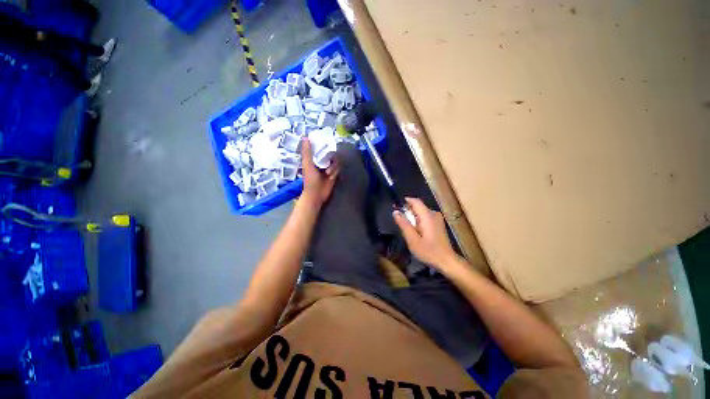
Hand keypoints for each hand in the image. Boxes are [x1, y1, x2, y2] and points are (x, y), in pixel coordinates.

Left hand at [300, 138, 339, 206]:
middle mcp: (321, 162)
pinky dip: (335, 171)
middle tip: (328, 161)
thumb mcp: (307, 165)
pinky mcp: (334, 173)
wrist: (316, 194)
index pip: (319, 148)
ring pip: (335, 161)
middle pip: (330, 153)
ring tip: (328, 173)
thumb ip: (307, 152)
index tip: (326, 142)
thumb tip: (305, 137)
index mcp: (313, 159)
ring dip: (333, 167)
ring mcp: (328, 167)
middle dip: (330, 157)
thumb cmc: (310, 180)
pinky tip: (331, 176)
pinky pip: (338, 168)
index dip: (323, 145)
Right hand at [393, 198, 460, 270]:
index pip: (416, 201)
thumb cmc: (428, 251)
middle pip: (418, 206)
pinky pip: (425, 217)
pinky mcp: (438, 224)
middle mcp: (433, 214)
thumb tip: (395, 211)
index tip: (396, 206)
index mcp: (427, 216)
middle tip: (399, 221)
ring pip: (421, 212)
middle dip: (407, 210)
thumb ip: (404, 224)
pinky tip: (415, 230)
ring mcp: (437, 219)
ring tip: (406, 226)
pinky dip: (418, 220)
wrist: (447, 261)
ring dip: (412, 216)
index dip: (405, 201)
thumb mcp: (412, 239)